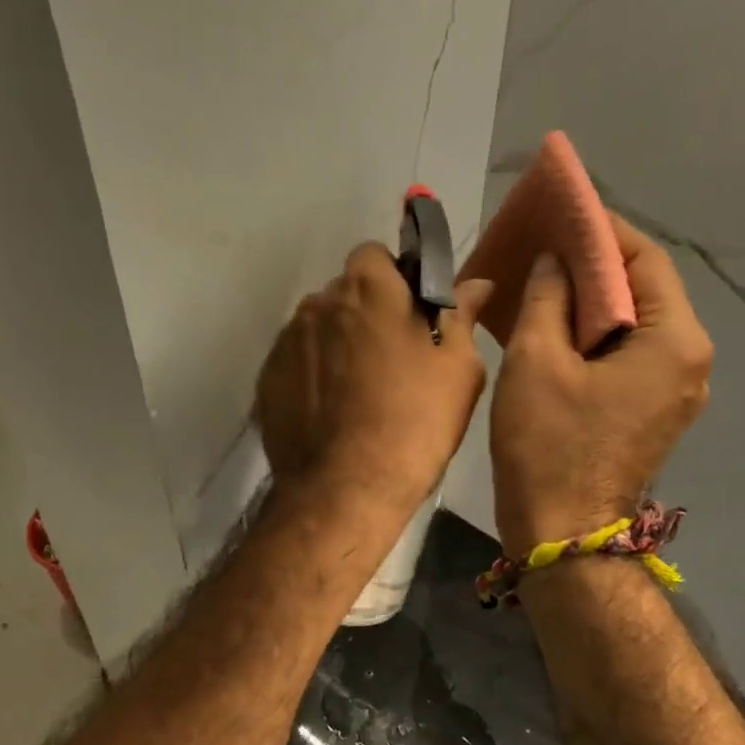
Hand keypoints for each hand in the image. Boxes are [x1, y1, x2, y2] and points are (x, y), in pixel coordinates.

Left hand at [256, 243, 492, 523]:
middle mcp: (318, 303)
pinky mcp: (267, 381)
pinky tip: (331, 413)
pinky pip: (296, 364)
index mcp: (368, 288)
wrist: (346, 489)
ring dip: (336, 345)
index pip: (375, 255)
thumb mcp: (457, 369)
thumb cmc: (414, 423)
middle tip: (390, 360)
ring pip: (317, 329)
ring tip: (357, 393)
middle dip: (364, 313)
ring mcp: (286, 343)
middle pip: (344, 293)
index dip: (394, 280)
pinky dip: (311, 377)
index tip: (410, 316)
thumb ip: (460, 317)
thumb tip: (477, 283)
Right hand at [490, 213, 712, 555]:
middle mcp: (689, 361)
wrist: (563, 535)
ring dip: (592, 303)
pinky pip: (628, 358)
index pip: (645, 261)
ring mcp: (675, 392)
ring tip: (545, 284)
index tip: (563, 212)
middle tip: (546, 248)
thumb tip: (558, 262)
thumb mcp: (536, 362)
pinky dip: (595, 338)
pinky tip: (556, 330)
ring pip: (634, 327)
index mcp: (674, 340)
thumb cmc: (548, 446)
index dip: (602, 231)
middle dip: (596, 266)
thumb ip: (549, 299)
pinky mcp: (653, 415)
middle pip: (645, 293)